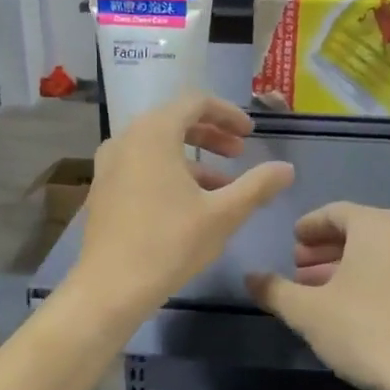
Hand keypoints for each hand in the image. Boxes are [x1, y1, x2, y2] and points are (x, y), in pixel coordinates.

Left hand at [69, 94, 293, 320]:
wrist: (111, 286)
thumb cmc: (170, 243)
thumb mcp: (223, 214)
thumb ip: (257, 186)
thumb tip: (286, 169)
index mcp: (153, 133)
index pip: (195, 102)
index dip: (228, 113)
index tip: (250, 134)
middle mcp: (126, 139)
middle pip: (174, 121)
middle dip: (211, 135)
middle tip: (239, 154)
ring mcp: (109, 165)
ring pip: (157, 147)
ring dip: (193, 159)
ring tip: (222, 187)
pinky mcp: (102, 190)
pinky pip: (140, 166)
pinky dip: (168, 173)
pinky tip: (188, 205)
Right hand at [246, 203, 389, 389]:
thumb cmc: (365, 330)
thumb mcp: (307, 311)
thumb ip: (274, 290)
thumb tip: (250, 277)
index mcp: (377, 226)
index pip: (335, 212)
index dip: (309, 226)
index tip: (292, 241)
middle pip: (358, 232)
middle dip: (325, 250)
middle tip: (299, 269)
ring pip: (379, 256)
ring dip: (346, 268)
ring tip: (320, 293)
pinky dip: (370, 282)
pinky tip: (352, 311)